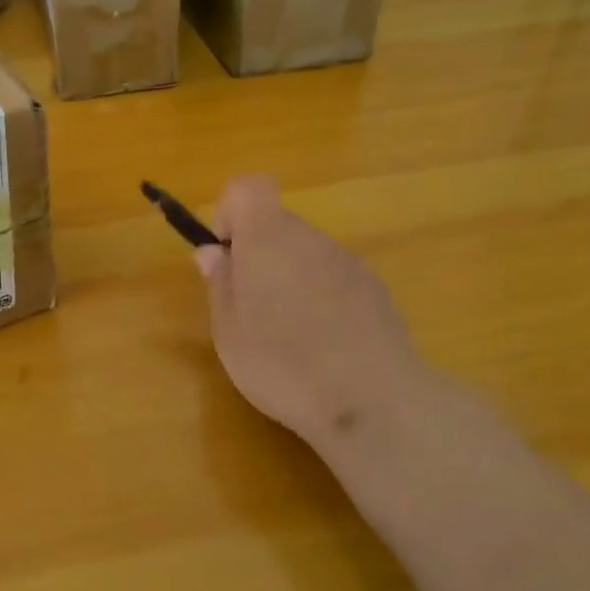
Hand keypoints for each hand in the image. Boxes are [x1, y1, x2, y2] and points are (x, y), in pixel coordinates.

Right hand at [195, 176, 426, 457]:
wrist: (374, 402)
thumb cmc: (283, 363)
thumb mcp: (229, 331)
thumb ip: (219, 284)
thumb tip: (213, 252)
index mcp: (268, 237)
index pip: (247, 187)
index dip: (229, 213)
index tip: (225, 255)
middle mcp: (311, 238)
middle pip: (277, 225)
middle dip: (257, 255)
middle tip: (248, 309)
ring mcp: (349, 263)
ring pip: (305, 254)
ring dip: (288, 279)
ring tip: (286, 335)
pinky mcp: (376, 291)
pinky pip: (334, 280)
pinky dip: (320, 299)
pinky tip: (322, 347)